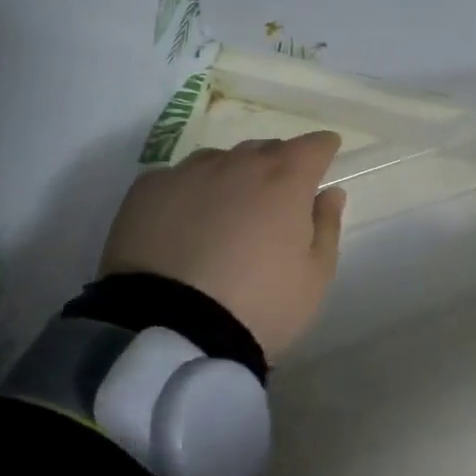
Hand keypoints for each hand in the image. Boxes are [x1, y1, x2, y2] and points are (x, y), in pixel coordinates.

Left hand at [100, 131, 347, 359]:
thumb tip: (329, 193)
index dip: (323, 149)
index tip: (326, 155)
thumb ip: (326, 226)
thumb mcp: (314, 277)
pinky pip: (177, 180)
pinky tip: (184, 225)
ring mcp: (187, 173)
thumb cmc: (260, 305)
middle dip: (277, 166)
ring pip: (219, 161)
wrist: (171, 330)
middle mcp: (236, 164)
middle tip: (276, 199)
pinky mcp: (147, 190)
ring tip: (226, 213)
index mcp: (284, 180)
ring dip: (231, 177)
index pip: (312, 146)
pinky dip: (189, 194)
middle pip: (265, 150)